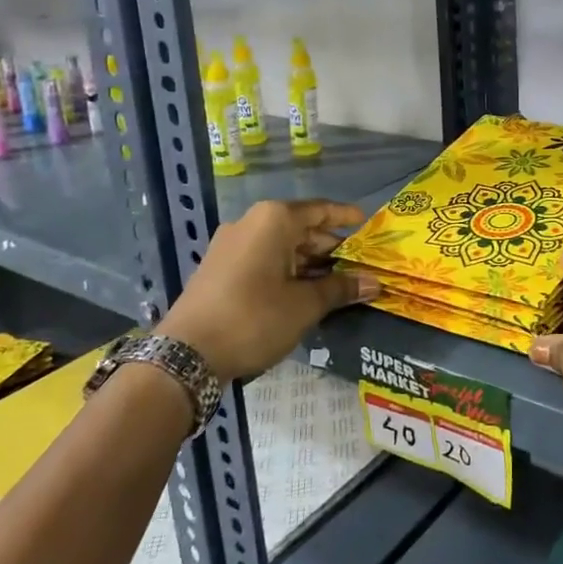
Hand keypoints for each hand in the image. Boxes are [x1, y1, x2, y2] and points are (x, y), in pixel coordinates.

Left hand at [156, 200, 378, 383]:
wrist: (187, 353)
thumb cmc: (254, 318)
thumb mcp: (304, 305)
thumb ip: (341, 289)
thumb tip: (375, 283)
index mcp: (274, 220)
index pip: (320, 210)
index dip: (346, 217)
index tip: (367, 224)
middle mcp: (251, 223)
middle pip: (301, 228)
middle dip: (330, 247)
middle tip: (359, 265)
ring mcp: (231, 244)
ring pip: (281, 246)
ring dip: (309, 263)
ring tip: (338, 284)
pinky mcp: (220, 267)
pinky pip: (263, 259)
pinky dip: (287, 270)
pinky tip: (304, 292)